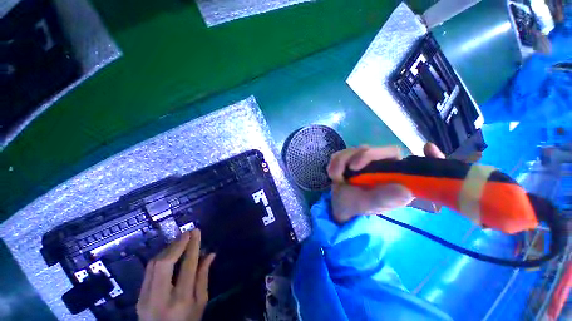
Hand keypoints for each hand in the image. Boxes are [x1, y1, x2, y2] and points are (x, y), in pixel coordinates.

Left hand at [137, 229, 215, 320]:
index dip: (192, 246)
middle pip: (163, 263)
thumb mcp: (201, 302)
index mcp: (180, 300)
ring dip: (168, 249)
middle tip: (188, 233)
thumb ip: (204, 276)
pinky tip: (170, 252)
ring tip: (181, 240)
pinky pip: (149, 270)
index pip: (187, 266)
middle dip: (176, 244)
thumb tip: (210, 253)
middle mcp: (159, 297)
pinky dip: (161, 257)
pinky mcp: (139, 296)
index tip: (196, 232)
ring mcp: (145, 297)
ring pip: (153, 264)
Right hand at [327, 143, 444, 223]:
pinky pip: (343, 152)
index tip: (428, 148)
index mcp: (395, 179)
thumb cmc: (354, 207)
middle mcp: (383, 168)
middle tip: (351, 168)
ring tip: (335, 176)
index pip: (413, 164)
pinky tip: (333, 173)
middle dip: (363, 156)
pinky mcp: (351, 160)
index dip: (428, 157)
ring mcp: (366, 163)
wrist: (336, 205)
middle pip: (379, 151)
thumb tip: (405, 190)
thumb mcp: (368, 205)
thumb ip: (384, 198)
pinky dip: (335, 161)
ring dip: (343, 161)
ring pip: (358, 150)